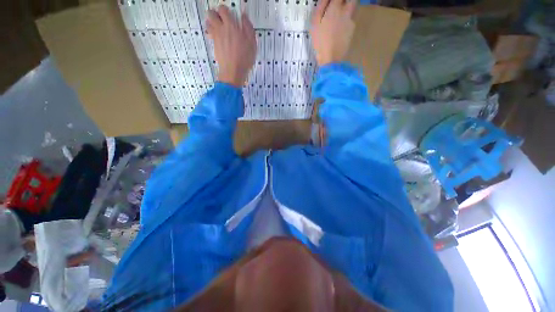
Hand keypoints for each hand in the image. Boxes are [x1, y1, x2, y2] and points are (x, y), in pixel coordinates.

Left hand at [207, 6, 255, 86]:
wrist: (233, 72)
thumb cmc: (244, 59)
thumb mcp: (252, 43)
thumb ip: (248, 27)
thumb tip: (244, 16)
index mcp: (231, 25)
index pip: (222, 9)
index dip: (225, 10)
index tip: (230, 15)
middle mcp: (220, 29)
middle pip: (210, 13)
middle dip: (215, 14)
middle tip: (222, 20)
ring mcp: (216, 37)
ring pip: (208, 23)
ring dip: (212, 22)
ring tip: (219, 27)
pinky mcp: (214, 45)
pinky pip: (209, 34)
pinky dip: (212, 33)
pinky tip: (219, 38)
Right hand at [310, 0, 356, 65]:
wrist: (331, 58)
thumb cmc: (320, 41)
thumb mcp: (315, 23)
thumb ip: (320, 7)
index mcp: (335, 7)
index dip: (334, 0)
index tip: (331, 3)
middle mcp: (346, 11)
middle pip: (351, 0)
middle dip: (346, 1)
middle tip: (339, 6)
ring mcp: (350, 21)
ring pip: (352, 8)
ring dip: (347, 9)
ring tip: (338, 17)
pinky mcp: (352, 30)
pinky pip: (350, 20)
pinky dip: (346, 21)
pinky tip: (340, 29)